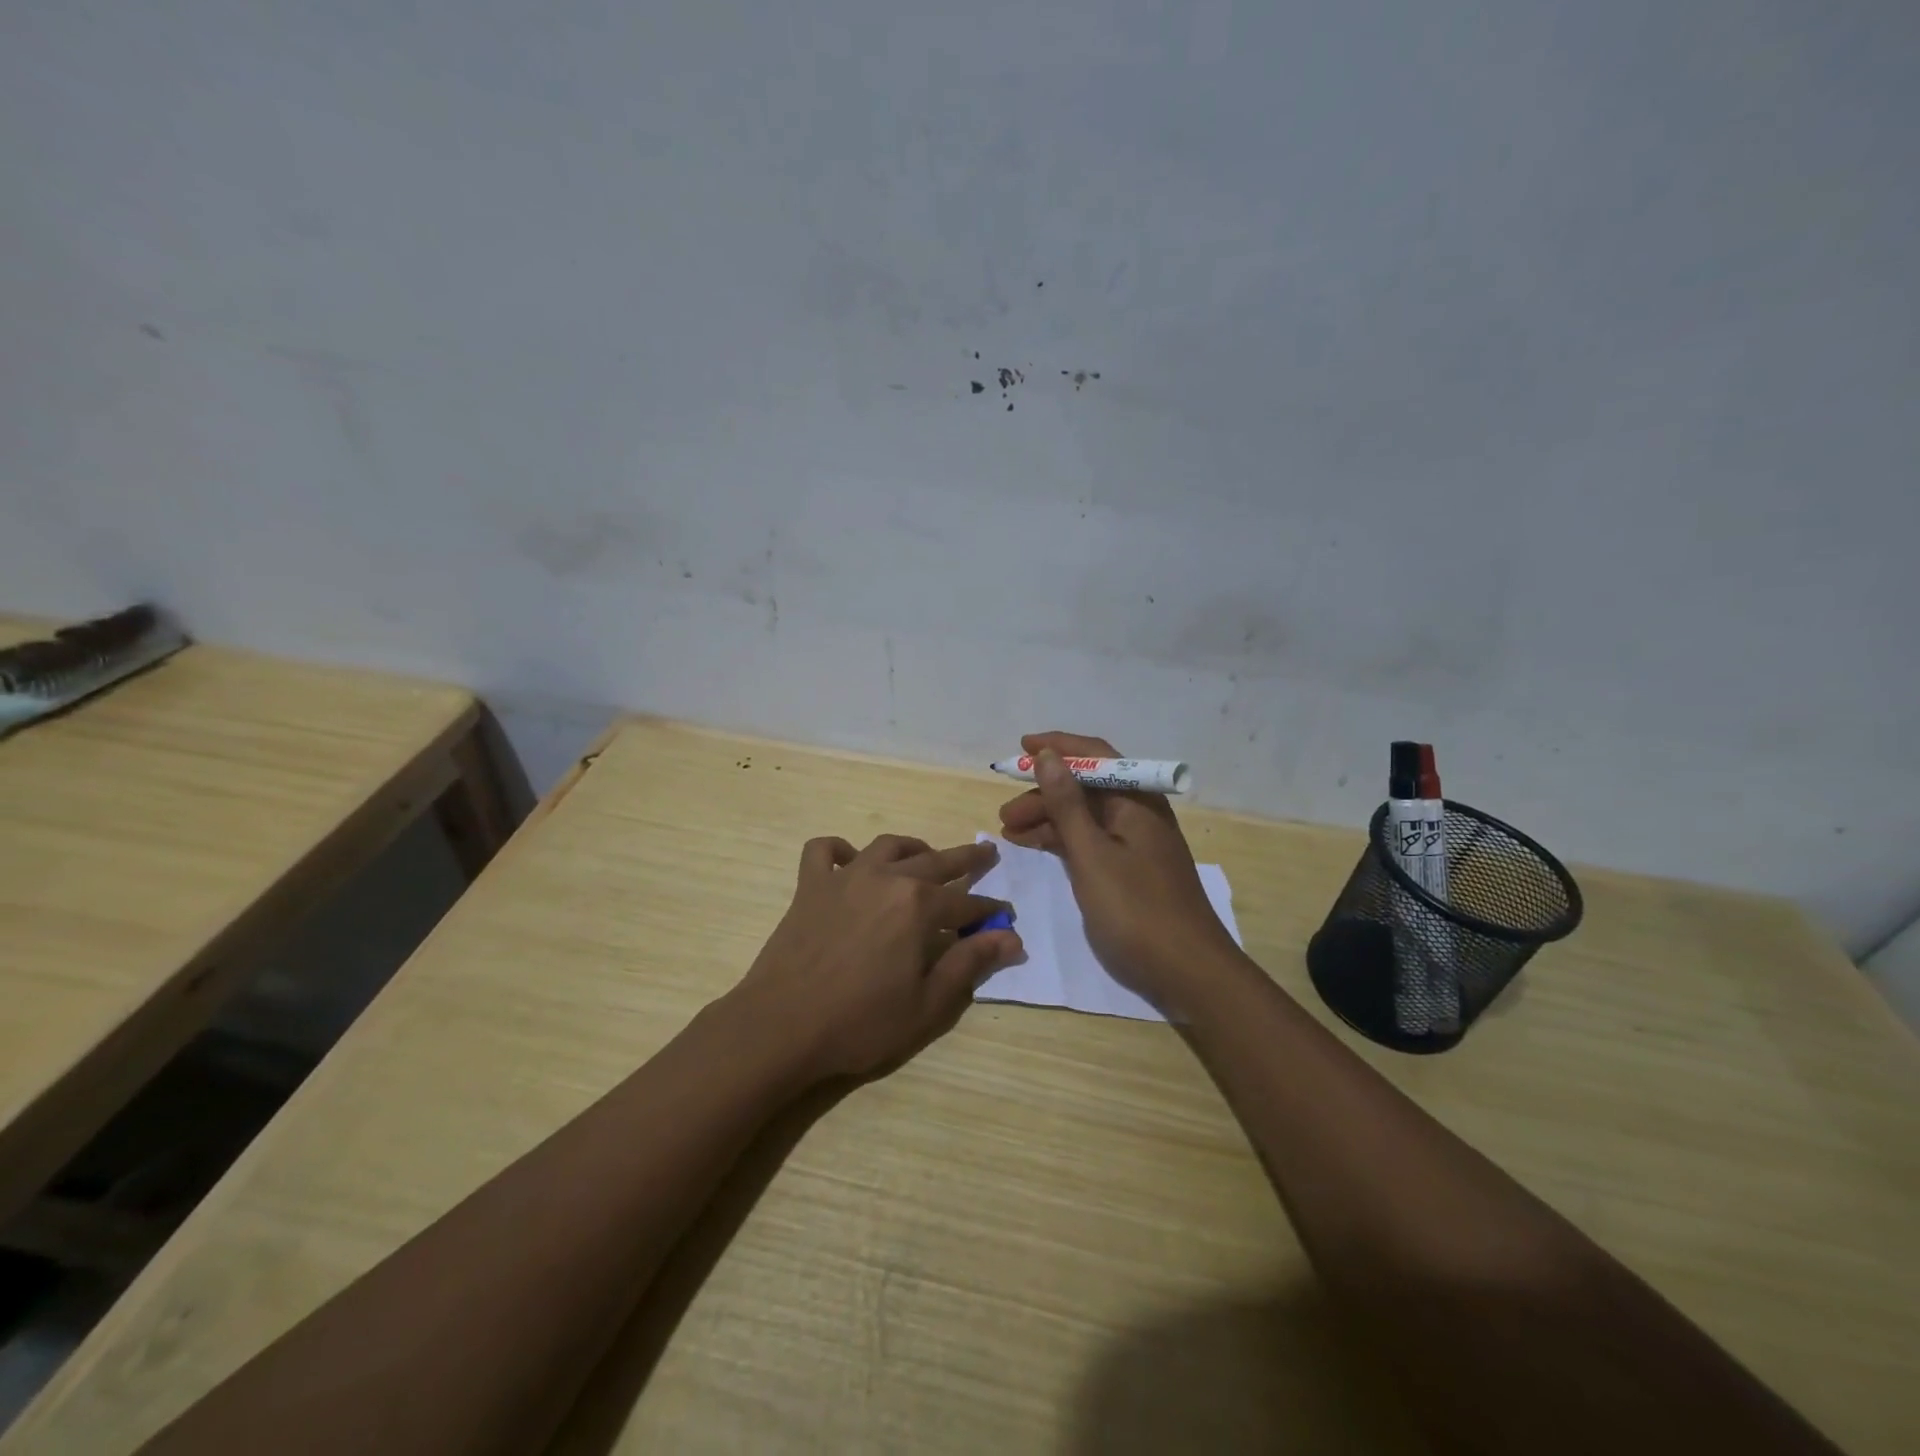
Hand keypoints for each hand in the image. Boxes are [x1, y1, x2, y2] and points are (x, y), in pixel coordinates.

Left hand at [731, 834, 1021, 1080]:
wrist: (783, 1026)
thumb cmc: (861, 1022)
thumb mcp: (928, 1003)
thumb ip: (970, 963)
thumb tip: (1011, 937)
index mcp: (919, 905)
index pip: (967, 903)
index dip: (989, 911)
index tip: (1005, 916)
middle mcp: (886, 878)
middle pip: (936, 862)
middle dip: (966, 859)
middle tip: (987, 853)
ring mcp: (845, 877)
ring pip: (887, 847)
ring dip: (913, 848)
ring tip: (926, 854)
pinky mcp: (811, 886)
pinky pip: (823, 852)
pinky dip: (839, 850)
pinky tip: (849, 860)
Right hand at [998, 732, 1241, 1012]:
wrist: (1189, 973)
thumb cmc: (1136, 909)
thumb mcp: (1092, 854)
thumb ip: (1067, 804)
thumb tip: (1049, 755)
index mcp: (1137, 801)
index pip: (1095, 755)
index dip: (1058, 746)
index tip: (1021, 747)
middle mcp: (1139, 814)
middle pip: (1087, 788)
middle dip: (1044, 793)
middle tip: (1005, 814)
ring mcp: (1137, 845)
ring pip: (1086, 817)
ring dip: (1049, 819)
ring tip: (1010, 833)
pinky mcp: (1132, 871)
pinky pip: (1092, 842)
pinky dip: (1064, 842)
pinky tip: (1037, 848)